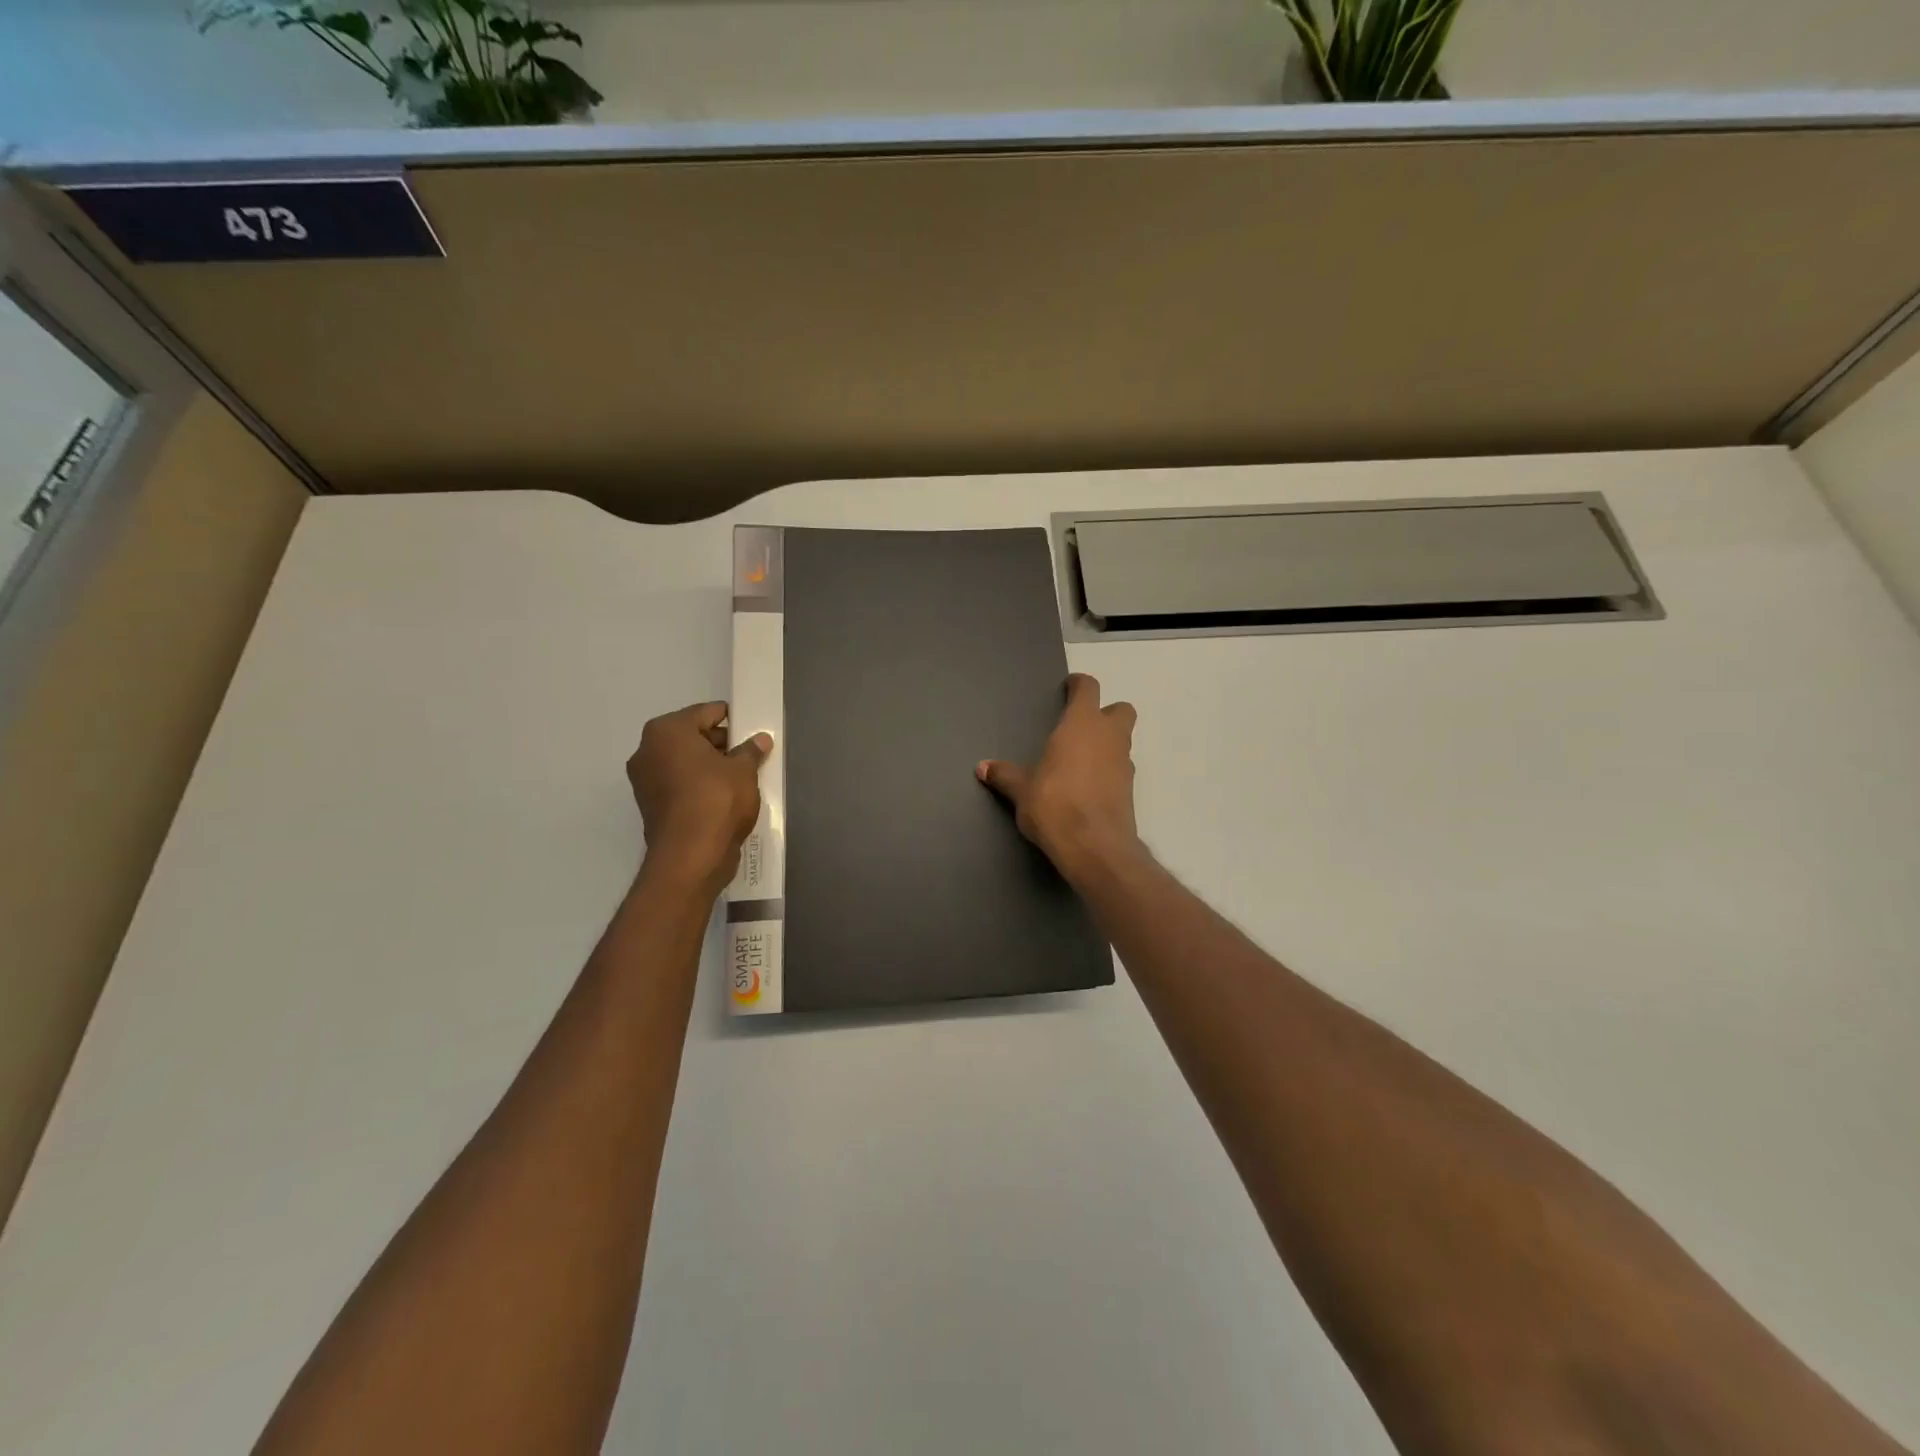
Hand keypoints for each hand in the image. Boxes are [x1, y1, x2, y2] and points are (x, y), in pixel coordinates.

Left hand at [628, 702, 770, 889]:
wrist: (691, 856)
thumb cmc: (717, 800)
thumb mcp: (743, 771)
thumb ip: (750, 751)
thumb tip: (760, 740)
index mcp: (667, 731)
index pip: (706, 713)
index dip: (732, 720)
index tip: (751, 729)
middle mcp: (647, 750)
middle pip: (691, 737)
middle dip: (719, 744)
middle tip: (748, 755)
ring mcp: (644, 780)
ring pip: (684, 762)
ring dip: (708, 766)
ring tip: (740, 777)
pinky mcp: (650, 805)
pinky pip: (679, 785)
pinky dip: (698, 786)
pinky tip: (723, 797)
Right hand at [978, 673, 1140, 881]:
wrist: (1094, 846)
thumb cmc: (1054, 804)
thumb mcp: (1021, 790)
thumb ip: (1004, 775)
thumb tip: (982, 767)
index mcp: (1082, 724)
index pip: (1089, 688)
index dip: (1079, 685)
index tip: (1068, 689)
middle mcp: (1109, 737)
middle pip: (1120, 709)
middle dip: (1105, 712)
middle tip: (1081, 726)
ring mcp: (1124, 763)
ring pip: (1123, 740)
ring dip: (1107, 743)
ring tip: (1079, 760)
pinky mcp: (1130, 790)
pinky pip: (1121, 768)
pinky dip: (1108, 770)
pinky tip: (1087, 787)